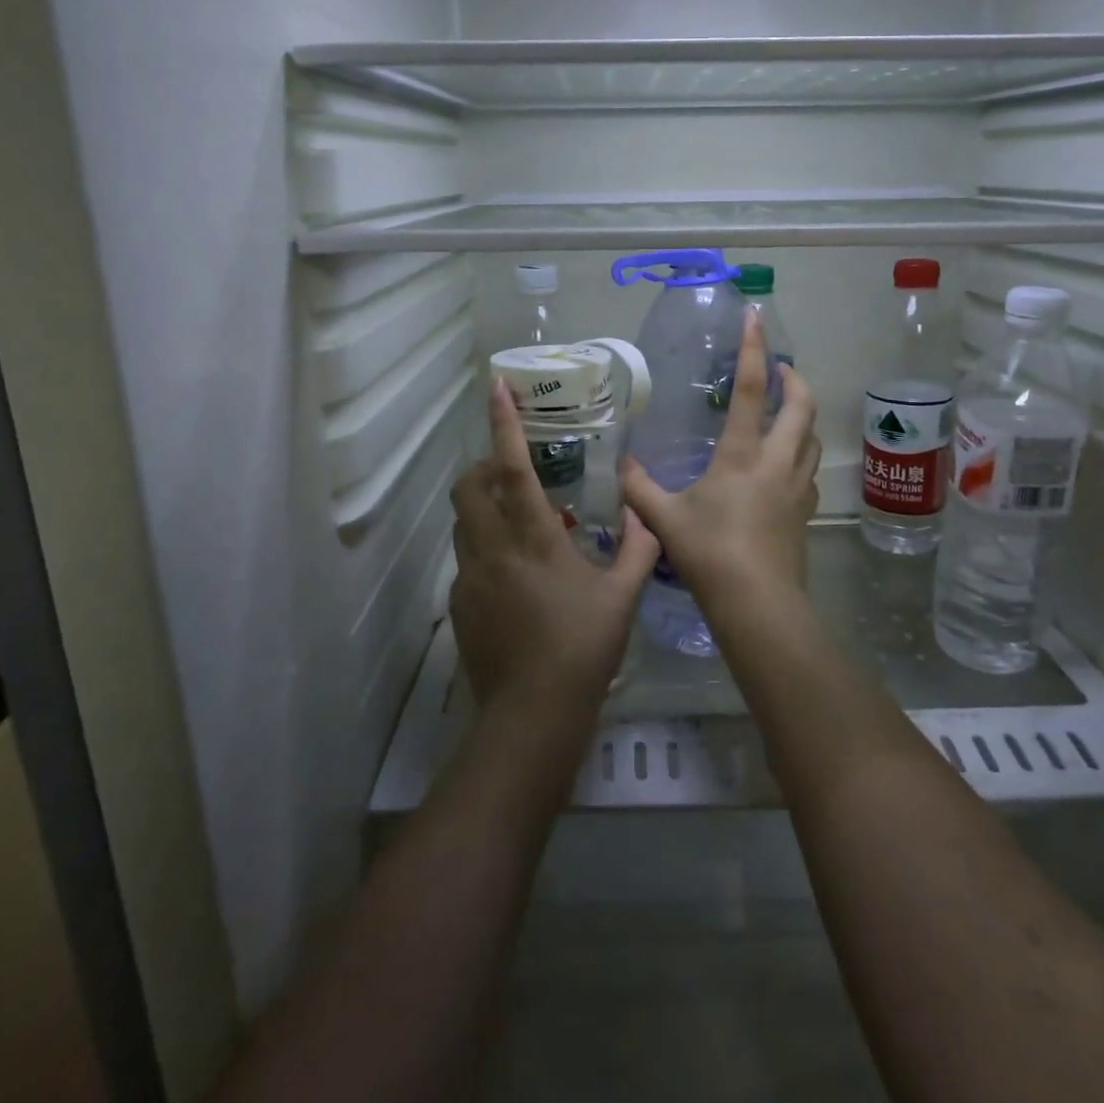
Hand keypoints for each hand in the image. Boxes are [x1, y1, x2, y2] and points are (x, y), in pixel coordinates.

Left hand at [449, 376, 660, 718]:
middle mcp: (492, 549)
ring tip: (520, 523)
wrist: (532, 715)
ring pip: (463, 523)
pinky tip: (515, 576)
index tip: (494, 387)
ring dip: (482, 508)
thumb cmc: (583, 647)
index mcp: (533, 538)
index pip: (511, 467)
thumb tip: (644, 515)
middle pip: (468, 488)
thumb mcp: (622, 595)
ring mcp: (469, 579)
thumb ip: (637, 548)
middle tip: (513, 471)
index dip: (502, 424)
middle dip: (483, 466)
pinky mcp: (459, 606)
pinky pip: (467, 560)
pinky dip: (484, 548)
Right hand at [622, 311, 820, 615]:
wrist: (757, 603)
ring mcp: (797, 487)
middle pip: (801, 406)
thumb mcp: (664, 518)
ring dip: (803, 416)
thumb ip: (639, 488)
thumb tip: (622, 466)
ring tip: (787, 412)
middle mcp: (777, 461)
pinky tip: (785, 467)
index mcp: (742, 454)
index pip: (751, 388)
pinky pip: (809, 470)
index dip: (753, 349)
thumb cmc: (709, 553)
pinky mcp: (805, 512)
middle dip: (795, 379)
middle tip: (781, 368)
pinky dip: (801, 454)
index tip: (756, 317)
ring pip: (812, 438)